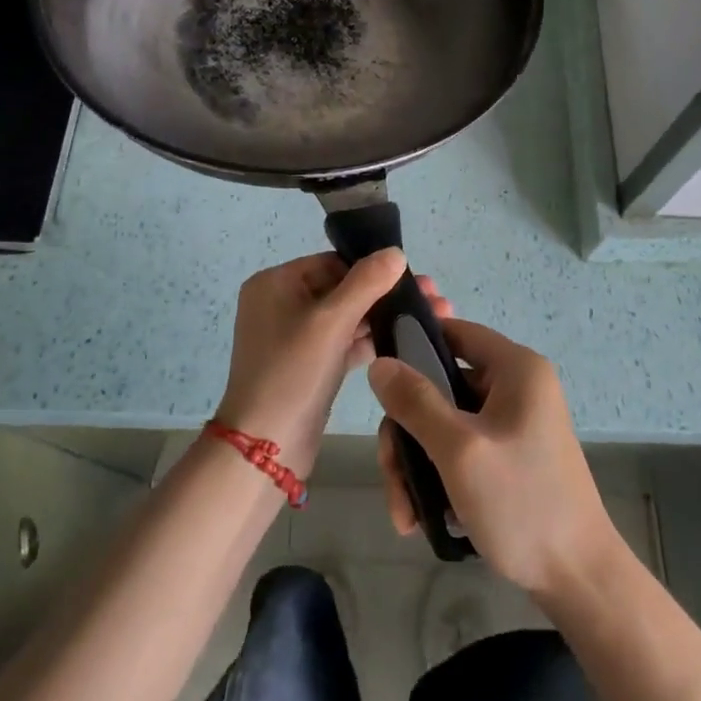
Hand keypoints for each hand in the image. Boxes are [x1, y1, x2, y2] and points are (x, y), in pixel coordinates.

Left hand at [216, 250, 451, 474]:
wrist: (266, 448)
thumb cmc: (293, 373)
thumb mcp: (331, 322)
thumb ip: (366, 283)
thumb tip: (395, 252)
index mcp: (275, 283)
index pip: (332, 262)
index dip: (373, 268)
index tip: (416, 279)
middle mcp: (281, 304)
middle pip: (342, 288)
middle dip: (386, 294)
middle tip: (435, 299)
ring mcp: (294, 337)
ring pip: (347, 317)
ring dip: (385, 317)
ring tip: (434, 318)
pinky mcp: (308, 365)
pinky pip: (343, 343)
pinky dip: (371, 341)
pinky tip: (410, 341)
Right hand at [370, 318, 617, 596]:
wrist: (578, 580)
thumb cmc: (522, 504)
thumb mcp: (460, 451)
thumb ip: (416, 402)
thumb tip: (380, 363)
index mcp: (516, 369)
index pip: (455, 331)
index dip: (413, 343)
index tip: (378, 376)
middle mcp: (516, 387)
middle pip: (440, 386)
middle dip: (407, 432)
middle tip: (392, 477)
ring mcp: (513, 424)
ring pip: (443, 423)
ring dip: (416, 464)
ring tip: (405, 514)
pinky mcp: (509, 456)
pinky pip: (460, 450)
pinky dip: (438, 477)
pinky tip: (423, 518)